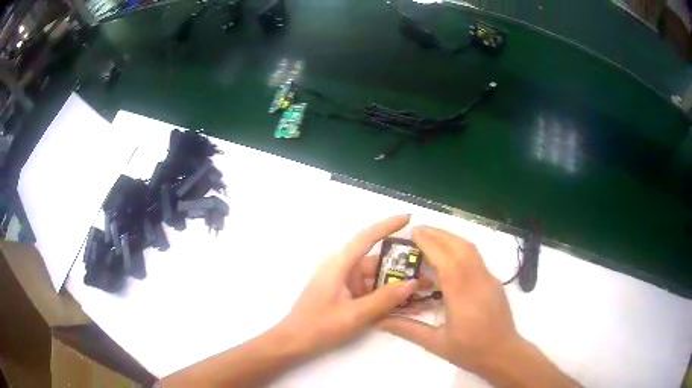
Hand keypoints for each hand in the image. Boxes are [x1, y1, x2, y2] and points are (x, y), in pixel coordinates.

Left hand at [273, 215, 418, 357]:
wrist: (293, 343)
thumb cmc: (319, 326)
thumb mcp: (355, 315)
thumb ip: (384, 299)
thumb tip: (412, 283)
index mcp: (339, 265)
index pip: (366, 237)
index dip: (388, 225)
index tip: (409, 218)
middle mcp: (341, 269)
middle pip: (375, 260)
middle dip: (401, 265)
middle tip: (427, 271)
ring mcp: (342, 283)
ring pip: (374, 277)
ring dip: (394, 282)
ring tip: (421, 289)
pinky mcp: (344, 295)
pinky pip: (368, 290)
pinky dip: (384, 294)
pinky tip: (402, 302)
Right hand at [381, 226, 521, 372]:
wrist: (504, 354)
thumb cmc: (470, 351)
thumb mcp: (436, 344)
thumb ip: (407, 329)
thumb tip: (379, 320)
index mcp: (462, 297)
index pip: (446, 260)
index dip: (430, 243)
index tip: (413, 232)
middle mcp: (478, 281)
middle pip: (460, 247)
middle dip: (438, 234)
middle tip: (417, 230)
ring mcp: (489, 279)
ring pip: (471, 249)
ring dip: (450, 238)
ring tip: (430, 237)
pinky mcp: (494, 281)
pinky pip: (476, 257)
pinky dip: (460, 248)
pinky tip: (448, 256)